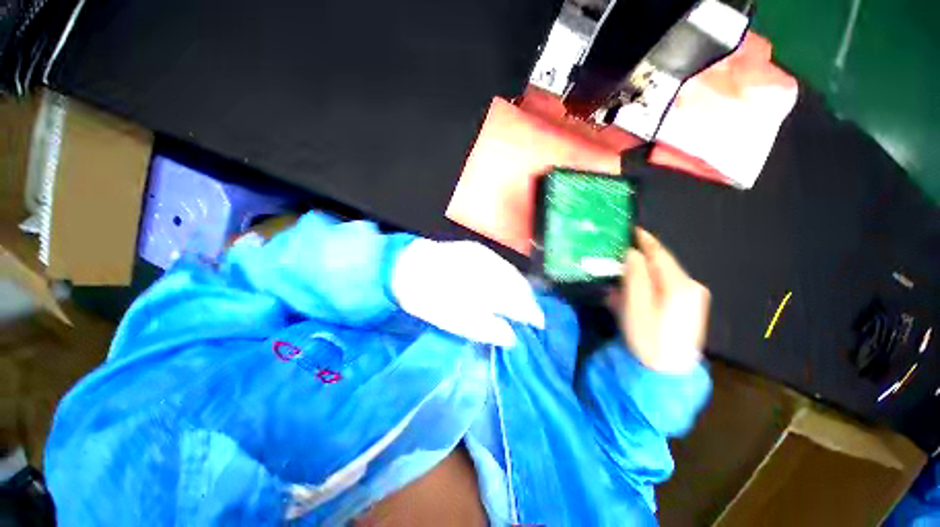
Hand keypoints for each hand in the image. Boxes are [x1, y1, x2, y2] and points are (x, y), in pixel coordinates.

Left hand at [391, 239, 544, 346]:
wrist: (406, 266)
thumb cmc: (427, 299)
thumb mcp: (453, 322)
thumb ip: (485, 329)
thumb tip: (511, 337)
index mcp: (485, 289)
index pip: (519, 303)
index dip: (531, 314)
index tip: (538, 325)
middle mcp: (491, 269)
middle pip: (520, 286)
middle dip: (529, 301)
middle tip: (532, 315)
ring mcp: (485, 255)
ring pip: (513, 273)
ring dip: (522, 288)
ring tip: (523, 301)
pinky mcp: (478, 248)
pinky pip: (502, 264)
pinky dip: (510, 276)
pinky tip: (508, 283)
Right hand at [608, 229, 710, 372]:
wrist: (668, 373)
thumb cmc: (648, 339)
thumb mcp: (635, 306)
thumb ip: (635, 276)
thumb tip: (631, 253)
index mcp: (679, 284)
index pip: (659, 253)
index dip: (644, 240)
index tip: (630, 229)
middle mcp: (691, 286)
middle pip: (662, 263)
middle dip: (641, 255)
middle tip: (620, 251)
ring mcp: (693, 297)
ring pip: (663, 274)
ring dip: (643, 270)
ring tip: (624, 268)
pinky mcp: (690, 306)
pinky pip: (667, 285)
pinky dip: (650, 282)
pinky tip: (637, 288)